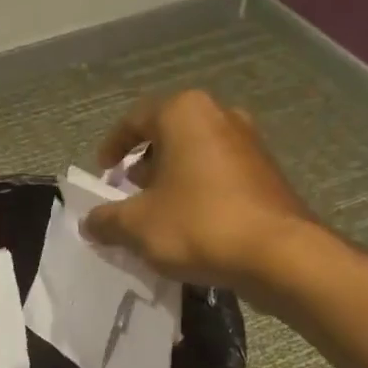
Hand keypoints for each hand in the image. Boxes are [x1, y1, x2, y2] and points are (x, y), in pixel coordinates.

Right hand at [81, 90, 310, 288]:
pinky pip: (218, 175)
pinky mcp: (266, 173)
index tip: (102, 173)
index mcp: (185, 113)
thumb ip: (106, 220)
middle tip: (127, 194)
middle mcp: (220, 116)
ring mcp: (249, 143)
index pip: (135, 119)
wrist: (277, 254)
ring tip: (156, 214)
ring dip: (171, 180)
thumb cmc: (198, 225)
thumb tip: (90, 222)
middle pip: (168, 135)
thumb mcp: (137, 226)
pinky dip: (197, 192)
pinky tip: (189, 225)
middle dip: (144, 164)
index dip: (113, 146)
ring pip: (195, 155)